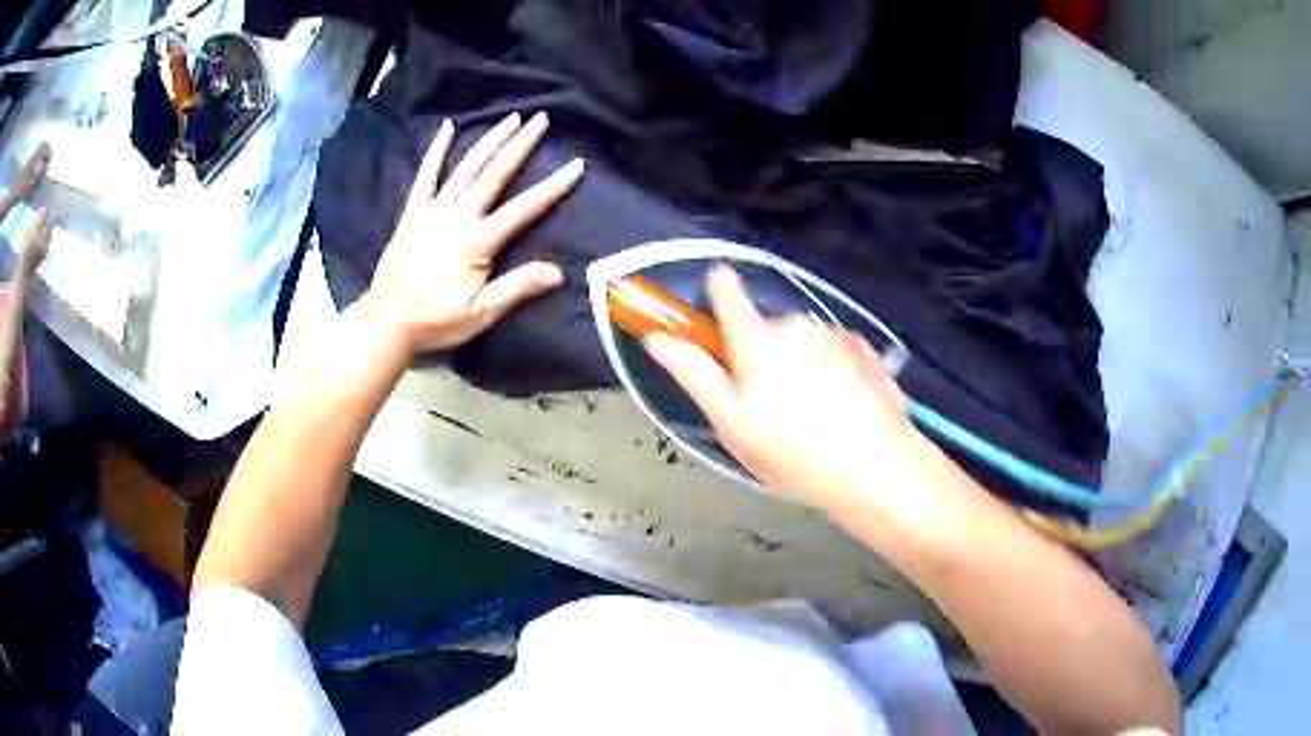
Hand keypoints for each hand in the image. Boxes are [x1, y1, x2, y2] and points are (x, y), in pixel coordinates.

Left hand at [359, 112, 583, 355]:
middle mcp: (459, 217)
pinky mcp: (412, 212)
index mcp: (479, 242)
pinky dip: (436, 151)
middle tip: (541, 119)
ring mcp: (433, 211)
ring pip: (466, 168)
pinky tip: (447, 128)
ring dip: (490, 141)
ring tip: (510, 119)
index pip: (525, 208)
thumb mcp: (482, 313)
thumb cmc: (436, 320)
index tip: (576, 165)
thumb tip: (558, 272)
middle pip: (496, 174)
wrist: (388, 321)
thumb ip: (518, 287)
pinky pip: (425, 175)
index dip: (553, 186)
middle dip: (521, 145)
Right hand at [643, 266, 928, 515]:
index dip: (716, 292)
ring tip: (813, 413)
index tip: (715, 305)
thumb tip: (657, 337)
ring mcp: (836, 334)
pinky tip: (842, 408)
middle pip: (768, 327)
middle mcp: (797, 324)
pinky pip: (835, 350)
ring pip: (805, 341)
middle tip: (771, 405)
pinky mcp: (866, 349)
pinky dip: (833, 370)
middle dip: (765, 354)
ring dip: (802, 364)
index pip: (727, 291)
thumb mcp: (731, 424)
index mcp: (757, 339)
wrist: (876, 468)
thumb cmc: (793, 453)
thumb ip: (694, 373)